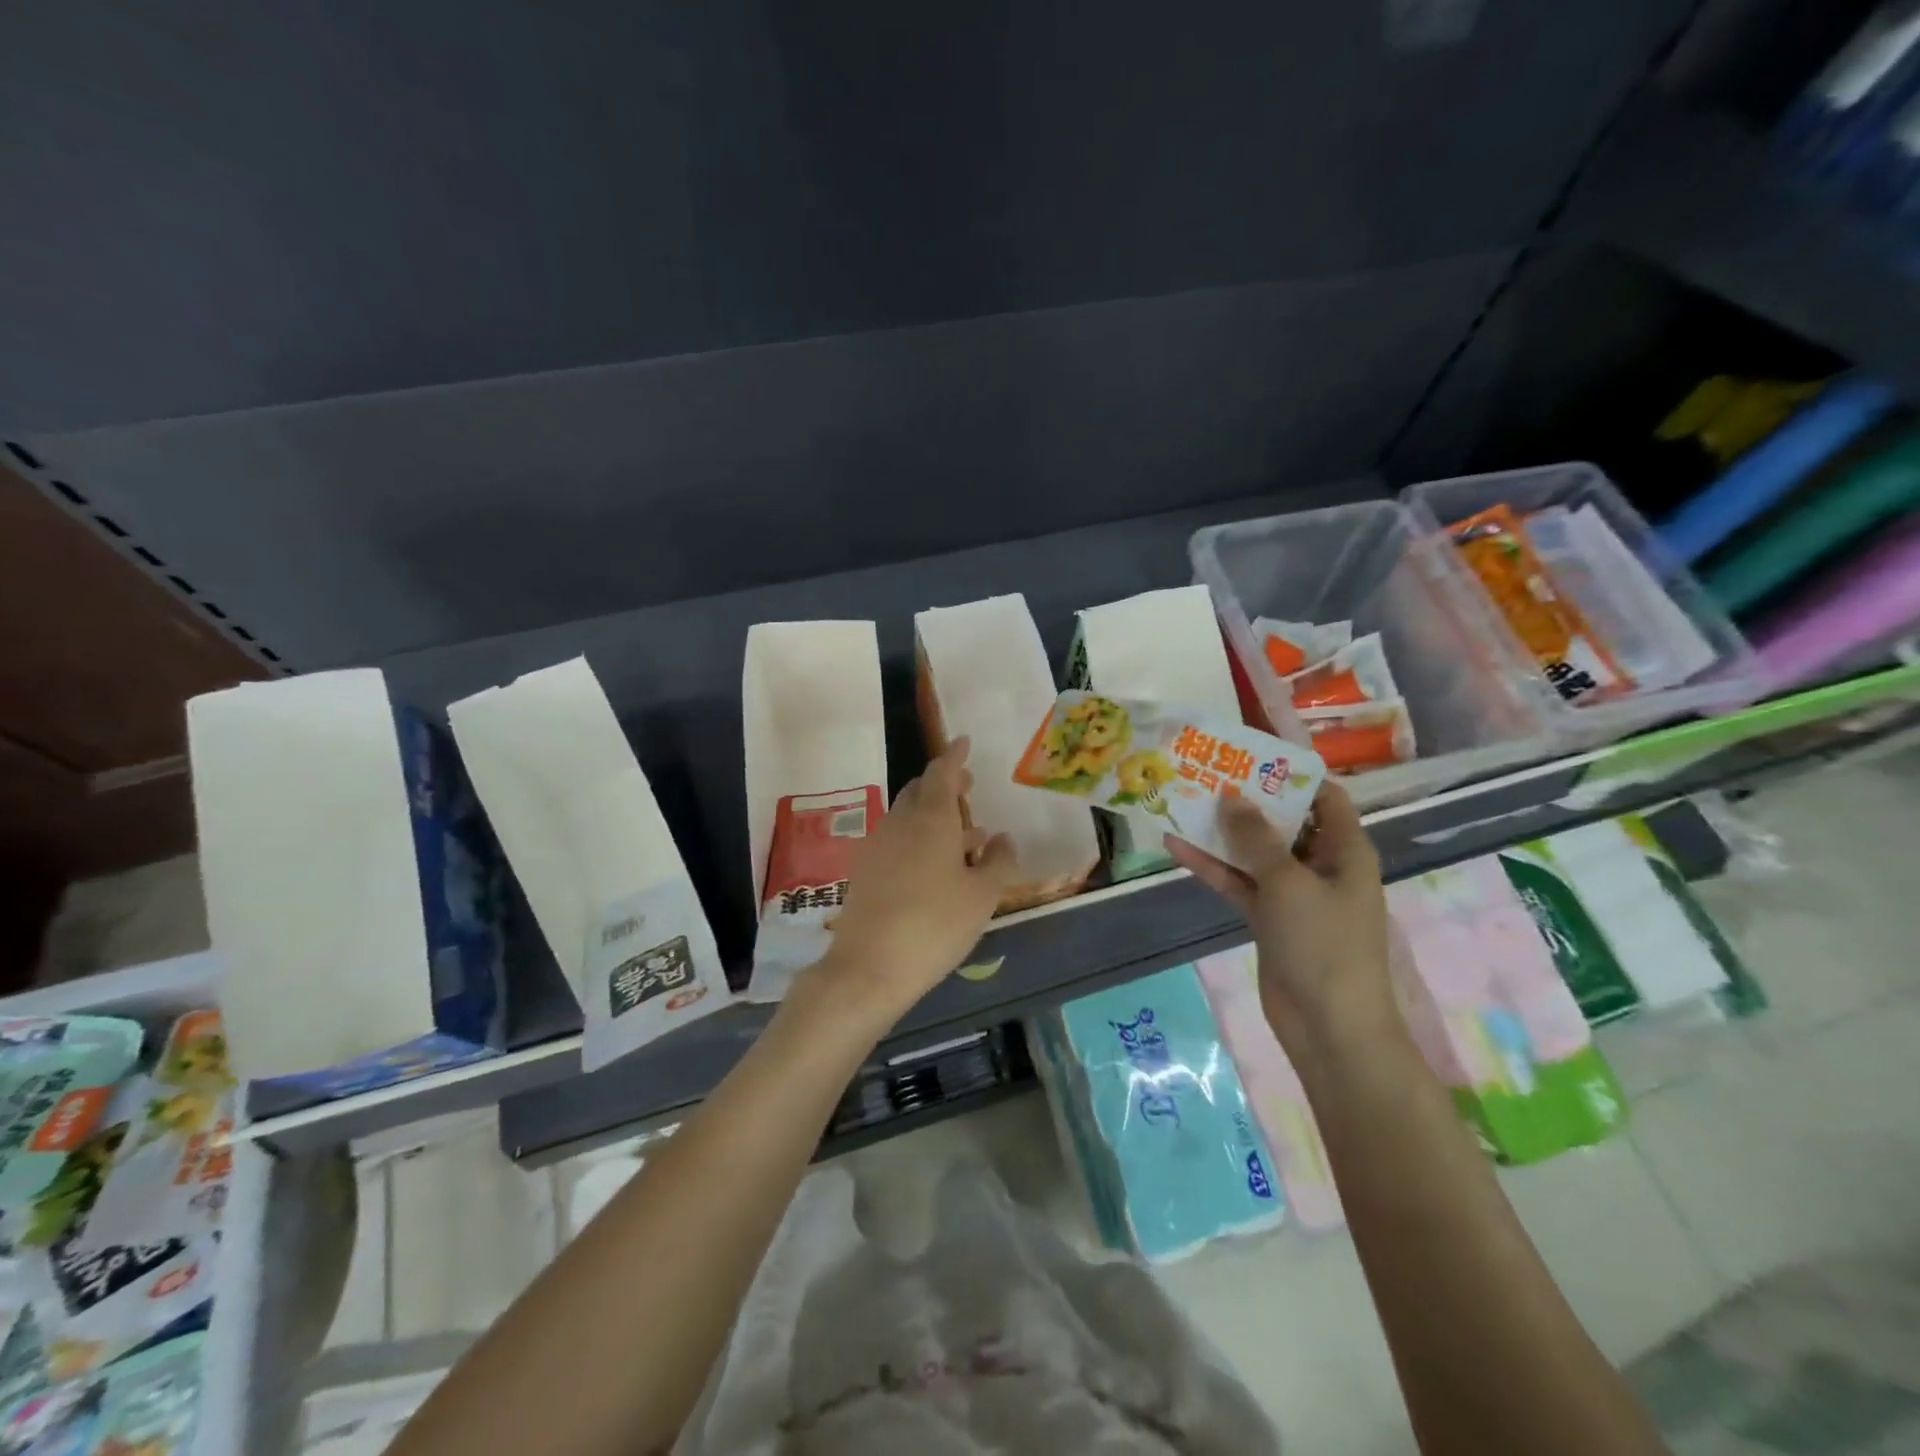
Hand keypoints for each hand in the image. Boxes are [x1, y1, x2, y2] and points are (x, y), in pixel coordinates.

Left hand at [801, 738, 1019, 1023]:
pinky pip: (897, 840)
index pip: (942, 773)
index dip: (954, 756)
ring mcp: (877, 847)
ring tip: (966, 837)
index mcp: (931, 819)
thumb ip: (999, 863)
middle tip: (968, 790)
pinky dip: (919, 839)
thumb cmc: (935, 925)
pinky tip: (936, 868)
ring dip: (934, 816)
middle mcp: (900, 823)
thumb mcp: (982, 897)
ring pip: (908, 817)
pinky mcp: (865, 871)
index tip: (964, 742)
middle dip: (945, 785)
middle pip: (920, 790)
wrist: (868, 967)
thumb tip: (1003, 838)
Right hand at [1167, 782, 1397, 1054]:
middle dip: (1246, 799)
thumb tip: (1232, 796)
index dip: (1291, 773)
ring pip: (1253, 852)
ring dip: (1221, 832)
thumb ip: (1257, 838)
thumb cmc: (1323, 944)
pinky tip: (1175, 845)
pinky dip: (1211, 867)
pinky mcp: (1268, 918)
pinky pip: (1238, 882)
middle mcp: (1321, 865)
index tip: (1249, 754)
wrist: (1329, 1027)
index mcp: (1345, 850)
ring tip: (1182, 800)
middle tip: (1205, 771)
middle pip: (1283, 821)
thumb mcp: (1289, 882)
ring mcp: (1292, 893)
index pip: (1325, 797)